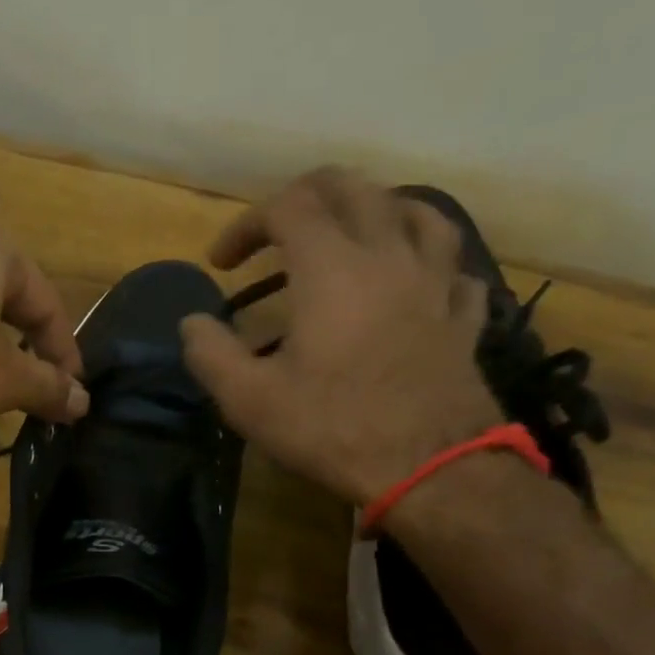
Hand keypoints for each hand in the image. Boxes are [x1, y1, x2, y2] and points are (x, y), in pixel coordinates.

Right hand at [179, 169, 502, 505]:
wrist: (428, 466)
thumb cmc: (331, 428)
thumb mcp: (249, 400)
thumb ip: (211, 354)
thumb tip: (191, 324)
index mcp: (332, 267)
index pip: (288, 207)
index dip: (246, 225)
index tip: (222, 264)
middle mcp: (388, 255)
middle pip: (353, 188)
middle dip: (306, 196)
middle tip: (278, 229)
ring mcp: (435, 282)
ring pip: (416, 211)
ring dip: (375, 211)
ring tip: (352, 236)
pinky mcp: (462, 315)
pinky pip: (452, 268)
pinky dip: (426, 265)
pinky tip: (414, 284)